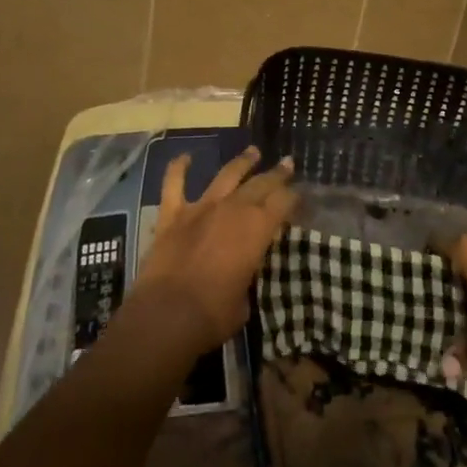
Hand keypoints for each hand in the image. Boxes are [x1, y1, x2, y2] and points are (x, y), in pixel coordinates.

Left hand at [132, 145, 297, 354]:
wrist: (167, 316)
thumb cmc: (213, 315)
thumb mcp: (245, 300)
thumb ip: (247, 275)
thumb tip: (243, 271)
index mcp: (256, 229)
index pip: (283, 203)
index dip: (293, 198)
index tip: (300, 194)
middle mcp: (232, 209)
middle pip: (260, 184)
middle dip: (276, 174)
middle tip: (287, 164)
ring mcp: (201, 208)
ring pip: (225, 175)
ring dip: (241, 162)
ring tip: (253, 151)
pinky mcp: (173, 214)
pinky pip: (174, 184)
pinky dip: (178, 168)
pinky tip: (184, 156)